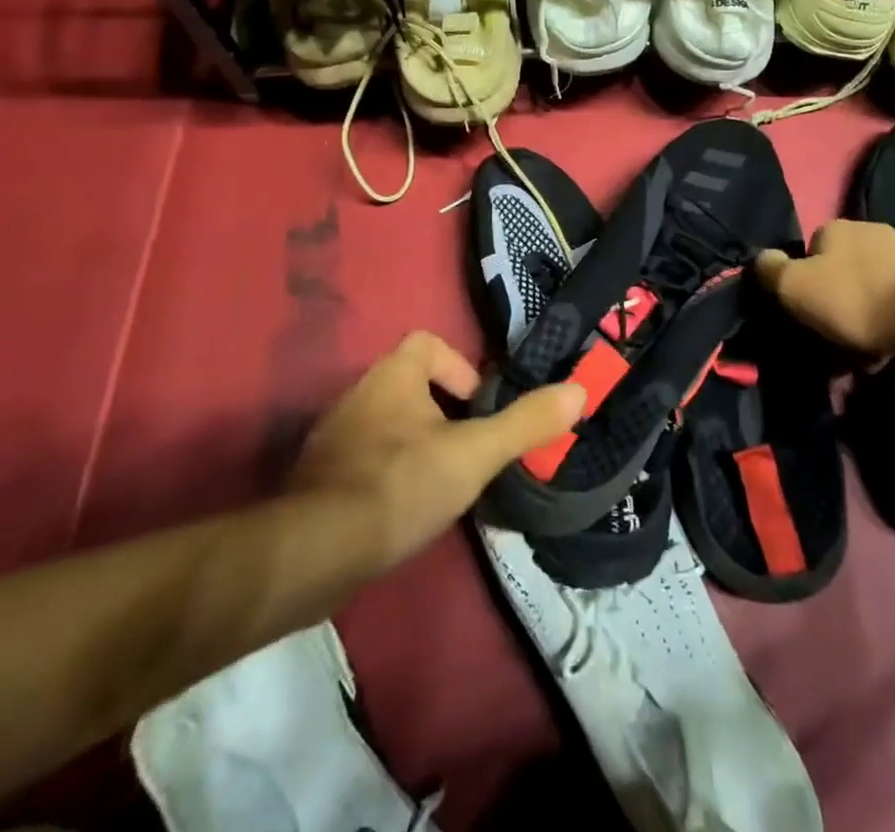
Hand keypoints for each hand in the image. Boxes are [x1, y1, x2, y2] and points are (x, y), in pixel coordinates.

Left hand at [288, 331, 584, 572]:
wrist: (316, 551)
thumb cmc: (401, 484)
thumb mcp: (474, 453)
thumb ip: (525, 423)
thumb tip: (579, 391)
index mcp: (392, 375)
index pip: (427, 344)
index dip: (459, 368)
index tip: (477, 407)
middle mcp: (358, 394)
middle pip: (410, 385)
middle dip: (443, 413)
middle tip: (469, 449)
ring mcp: (333, 437)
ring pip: (388, 424)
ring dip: (417, 444)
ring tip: (443, 483)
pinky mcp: (319, 478)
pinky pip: (364, 460)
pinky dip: (389, 474)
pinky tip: (405, 510)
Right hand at [756, 220, 894, 357]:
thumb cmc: (854, 298)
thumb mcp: (795, 287)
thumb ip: (770, 270)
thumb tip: (761, 259)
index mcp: (834, 228)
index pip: (808, 253)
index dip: (803, 284)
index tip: (805, 314)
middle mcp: (868, 231)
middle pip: (839, 272)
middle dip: (834, 304)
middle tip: (830, 339)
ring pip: (868, 290)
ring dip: (860, 318)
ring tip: (859, 356)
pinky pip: (894, 304)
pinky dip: (886, 325)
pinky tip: (885, 351)